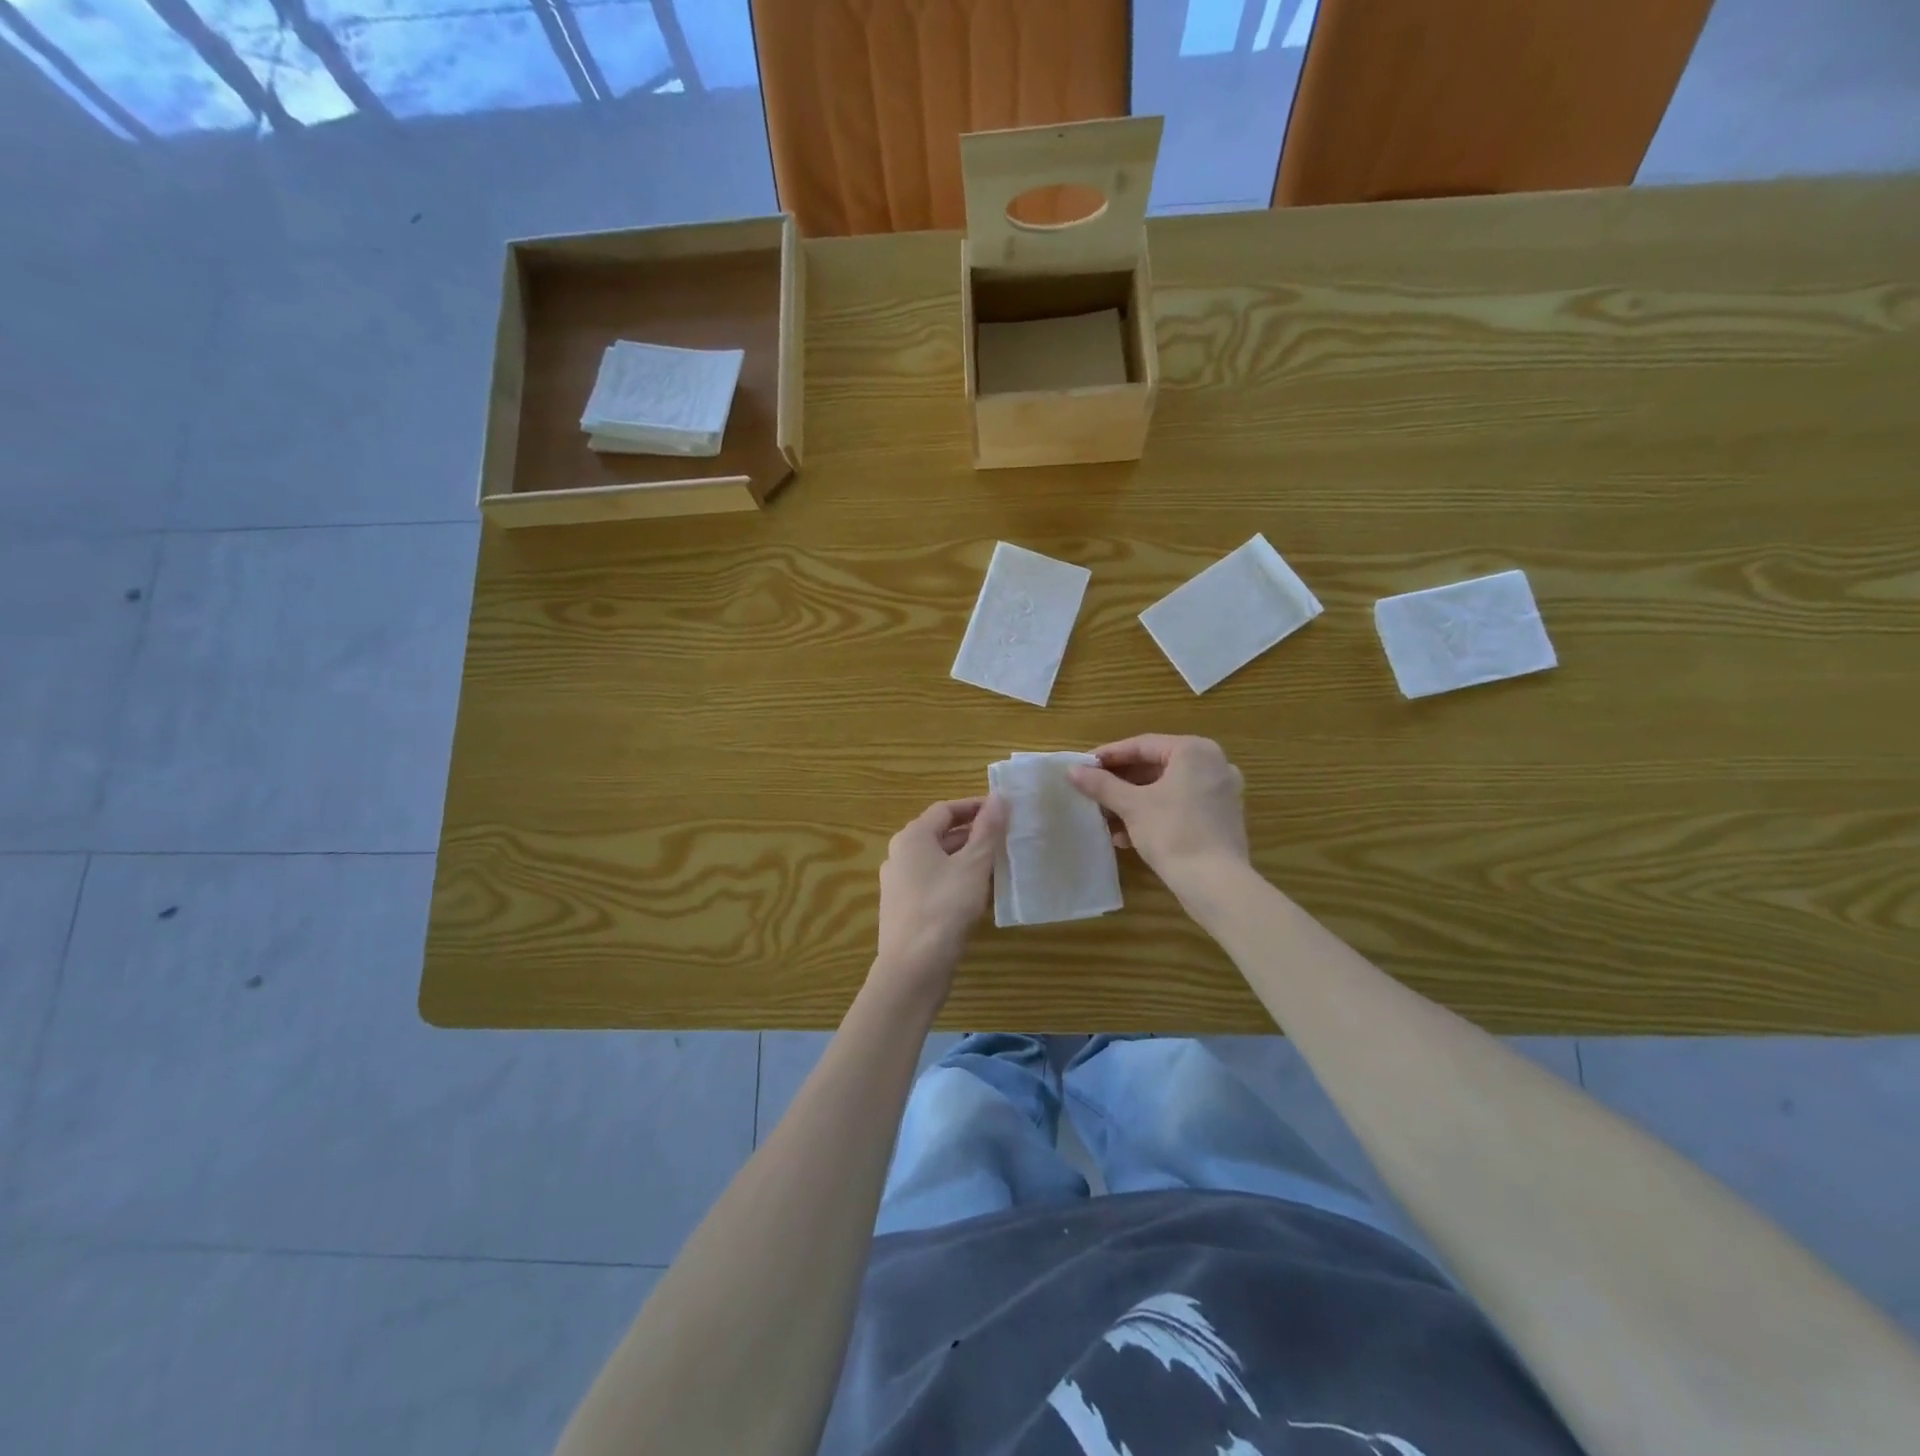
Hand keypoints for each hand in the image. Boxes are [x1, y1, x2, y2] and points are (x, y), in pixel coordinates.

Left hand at [874, 796, 1007, 998]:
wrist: (913, 968)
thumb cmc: (944, 908)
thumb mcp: (973, 865)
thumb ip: (987, 830)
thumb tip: (999, 796)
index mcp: (912, 837)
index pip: (945, 809)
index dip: (974, 806)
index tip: (1003, 810)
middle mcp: (899, 855)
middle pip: (940, 834)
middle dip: (973, 834)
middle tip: (1005, 838)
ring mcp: (899, 884)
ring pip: (938, 861)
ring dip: (967, 859)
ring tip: (998, 865)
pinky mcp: (904, 909)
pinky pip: (934, 883)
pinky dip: (956, 881)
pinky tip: (979, 895)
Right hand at [1068, 735, 1248, 892]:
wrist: (1215, 884)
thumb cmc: (1173, 832)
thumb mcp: (1132, 806)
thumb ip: (1101, 784)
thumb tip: (1072, 770)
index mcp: (1195, 751)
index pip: (1142, 745)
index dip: (1109, 755)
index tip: (1082, 766)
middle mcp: (1213, 764)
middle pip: (1155, 766)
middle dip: (1120, 783)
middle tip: (1091, 791)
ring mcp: (1220, 792)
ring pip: (1166, 789)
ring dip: (1133, 802)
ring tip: (1105, 818)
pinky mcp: (1220, 819)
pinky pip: (1179, 806)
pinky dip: (1153, 815)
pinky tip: (1126, 837)